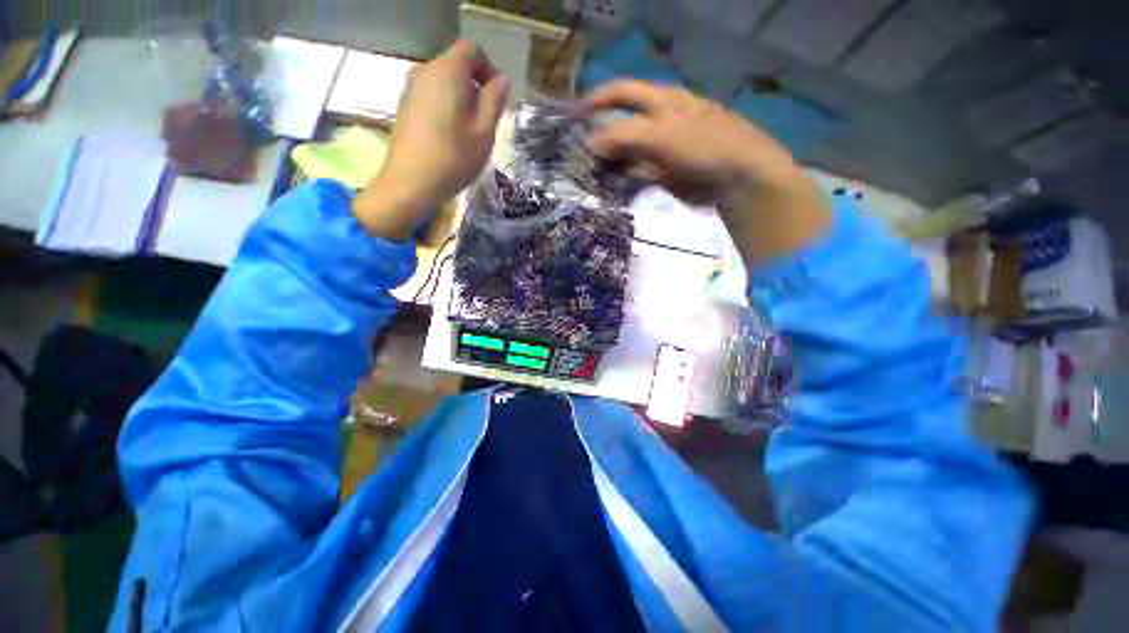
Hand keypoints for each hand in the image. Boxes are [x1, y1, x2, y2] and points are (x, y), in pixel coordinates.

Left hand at [354, 40, 508, 240]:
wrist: (410, 183)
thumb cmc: (454, 158)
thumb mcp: (485, 132)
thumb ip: (495, 101)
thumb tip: (501, 81)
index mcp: (448, 71)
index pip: (472, 50)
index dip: (489, 68)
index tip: (497, 98)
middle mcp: (426, 71)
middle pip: (456, 65)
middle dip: (476, 87)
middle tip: (487, 122)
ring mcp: (411, 89)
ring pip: (444, 83)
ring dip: (461, 100)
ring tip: (469, 133)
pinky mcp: (404, 106)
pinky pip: (431, 96)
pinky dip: (446, 108)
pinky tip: (450, 137)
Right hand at [584, 81, 829, 262]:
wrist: (737, 177)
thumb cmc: (703, 146)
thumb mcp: (661, 136)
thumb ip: (624, 138)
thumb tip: (590, 144)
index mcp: (661, 101)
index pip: (622, 92)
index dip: (597, 100)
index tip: (574, 116)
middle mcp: (659, 122)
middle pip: (622, 125)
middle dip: (600, 136)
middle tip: (579, 155)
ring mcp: (662, 149)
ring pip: (628, 152)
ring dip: (610, 162)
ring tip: (591, 175)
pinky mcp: (664, 172)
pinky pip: (637, 174)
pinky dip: (624, 179)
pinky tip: (612, 187)